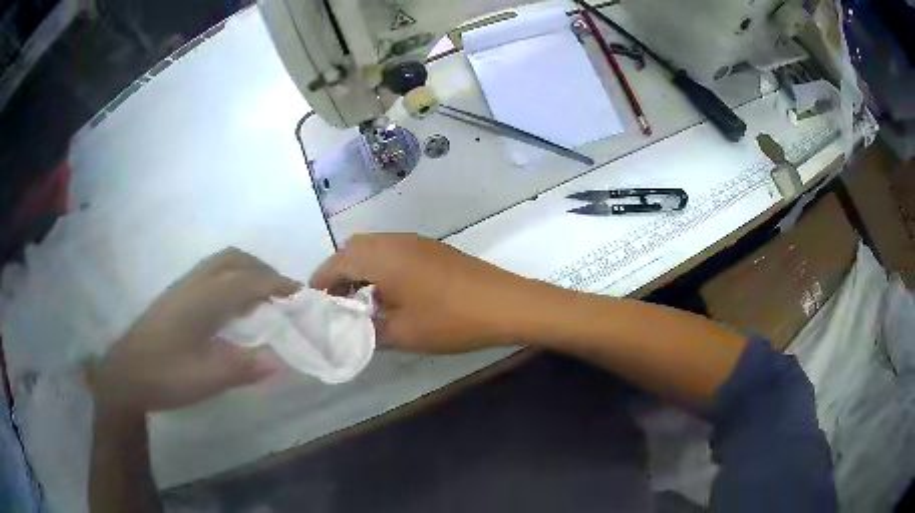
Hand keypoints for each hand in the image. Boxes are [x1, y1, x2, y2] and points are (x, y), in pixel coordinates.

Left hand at [88, 248, 299, 413]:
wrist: (126, 374)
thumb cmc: (166, 375)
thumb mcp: (208, 379)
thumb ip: (245, 369)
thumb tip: (280, 363)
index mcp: (205, 299)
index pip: (248, 281)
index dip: (277, 284)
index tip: (300, 293)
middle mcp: (195, 284)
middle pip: (234, 260)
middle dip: (262, 270)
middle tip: (281, 294)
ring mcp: (183, 288)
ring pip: (220, 264)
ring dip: (245, 273)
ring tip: (261, 299)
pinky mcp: (176, 297)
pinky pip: (211, 275)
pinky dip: (231, 281)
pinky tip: (232, 308)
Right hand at [310, 234, 541, 352]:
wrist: (506, 304)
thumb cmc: (451, 319)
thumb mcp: (403, 333)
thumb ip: (370, 330)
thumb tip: (354, 329)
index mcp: (382, 256)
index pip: (338, 261)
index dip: (322, 280)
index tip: (313, 300)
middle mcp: (395, 241)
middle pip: (354, 249)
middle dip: (339, 272)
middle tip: (335, 301)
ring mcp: (417, 242)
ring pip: (375, 249)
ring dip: (361, 269)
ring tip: (358, 300)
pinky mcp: (433, 249)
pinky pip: (394, 252)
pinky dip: (380, 268)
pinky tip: (388, 294)